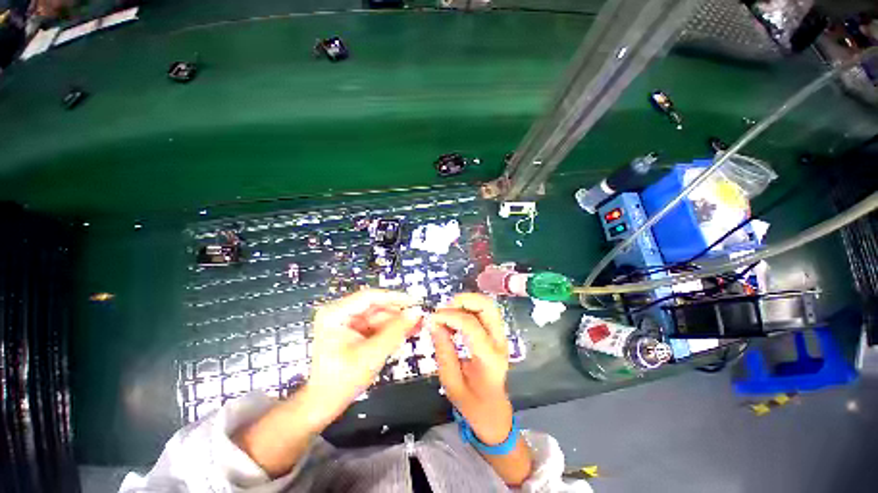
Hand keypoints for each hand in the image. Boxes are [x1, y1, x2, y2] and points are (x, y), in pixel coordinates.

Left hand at [302, 289, 422, 428]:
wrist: (324, 403)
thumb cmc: (343, 380)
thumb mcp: (372, 354)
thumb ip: (396, 331)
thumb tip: (416, 312)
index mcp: (336, 314)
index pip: (370, 297)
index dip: (394, 298)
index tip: (414, 301)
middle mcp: (340, 313)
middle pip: (375, 307)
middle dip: (398, 313)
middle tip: (418, 317)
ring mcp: (347, 322)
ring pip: (379, 316)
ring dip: (397, 322)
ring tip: (416, 326)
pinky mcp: (353, 331)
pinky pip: (376, 325)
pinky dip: (390, 330)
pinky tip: (406, 332)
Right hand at [430, 293, 511, 444]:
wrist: (494, 411)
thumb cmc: (471, 403)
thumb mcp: (450, 382)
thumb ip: (443, 350)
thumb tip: (433, 323)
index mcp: (489, 359)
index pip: (471, 325)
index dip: (449, 316)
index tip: (432, 318)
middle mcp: (499, 342)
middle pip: (487, 306)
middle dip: (464, 300)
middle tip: (444, 308)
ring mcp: (501, 336)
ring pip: (488, 305)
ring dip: (467, 302)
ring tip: (448, 311)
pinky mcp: (497, 334)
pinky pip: (485, 311)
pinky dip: (469, 307)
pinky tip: (455, 317)